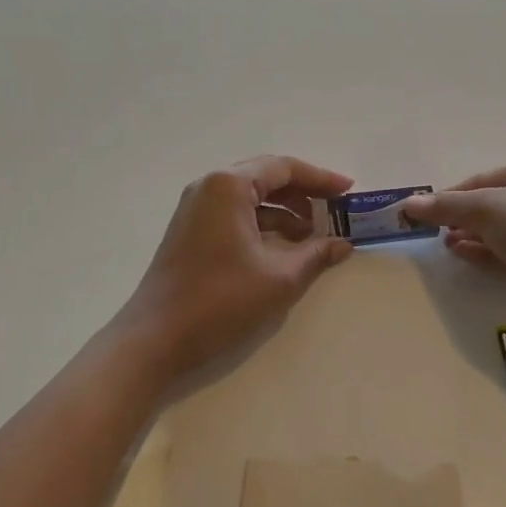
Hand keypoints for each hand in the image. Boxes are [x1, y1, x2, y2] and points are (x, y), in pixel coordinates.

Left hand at [117, 156, 354, 385]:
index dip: (321, 178)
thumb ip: (315, 255)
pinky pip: (235, 215)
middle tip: (336, 210)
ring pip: (250, 198)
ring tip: (315, 234)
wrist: (156, 338)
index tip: (349, 192)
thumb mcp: (279, 278)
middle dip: (304, 193)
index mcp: (229, 186)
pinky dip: (263, 225)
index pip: (283, 168)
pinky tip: (285, 248)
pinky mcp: (191, 231)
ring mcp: (196, 209)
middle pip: (266, 178)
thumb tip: (343, 245)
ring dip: (284, 212)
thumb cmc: (221, 300)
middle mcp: (209, 187)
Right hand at [401, 157, 505, 327]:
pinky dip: (495, 254)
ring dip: (477, 238)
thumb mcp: (485, 210)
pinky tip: (473, 259)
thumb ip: (446, 207)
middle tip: (437, 236)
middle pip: (494, 205)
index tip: (426, 216)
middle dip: (463, 220)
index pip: (480, 180)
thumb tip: (407, 203)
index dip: (450, 197)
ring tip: (450, 248)